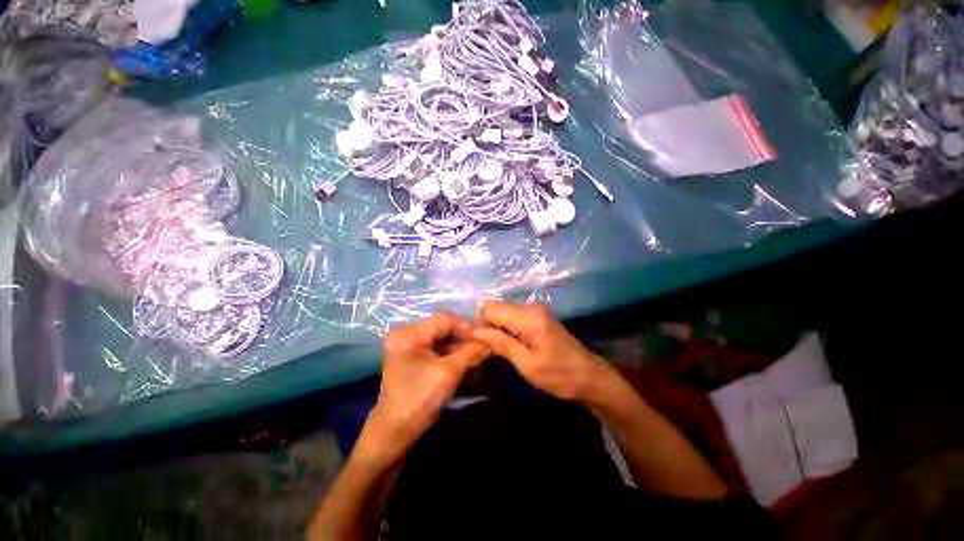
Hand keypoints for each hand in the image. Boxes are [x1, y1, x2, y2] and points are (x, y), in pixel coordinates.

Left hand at [358, 312, 486, 466]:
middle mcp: (406, 334)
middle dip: (464, 339)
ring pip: (441, 339)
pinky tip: (464, 363)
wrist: (395, 432)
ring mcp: (408, 346)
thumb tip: (488, 342)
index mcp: (409, 333)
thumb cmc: (419, 399)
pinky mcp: (412, 357)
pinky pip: (436, 349)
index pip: (444, 319)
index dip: (466, 327)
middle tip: (482, 350)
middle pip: (443, 328)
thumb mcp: (449, 372)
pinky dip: (451, 355)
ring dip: (459, 348)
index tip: (484, 340)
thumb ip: (470, 352)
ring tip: (476, 358)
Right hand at [471, 301, 609, 401]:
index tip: (479, 344)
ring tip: (498, 349)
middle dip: (487, 325)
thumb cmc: (559, 375)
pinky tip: (510, 344)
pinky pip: (514, 316)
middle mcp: (530, 307)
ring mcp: (536, 310)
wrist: (590, 377)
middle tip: (487, 349)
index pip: (490, 308)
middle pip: (496, 307)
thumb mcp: (527, 364)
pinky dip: (506, 327)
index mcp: (528, 317)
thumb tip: (475, 331)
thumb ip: (500, 343)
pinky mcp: (539, 316)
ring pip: (504, 311)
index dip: (480, 323)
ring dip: (496, 327)